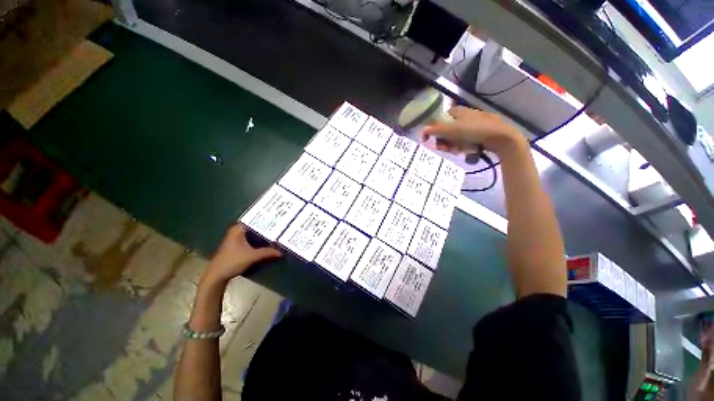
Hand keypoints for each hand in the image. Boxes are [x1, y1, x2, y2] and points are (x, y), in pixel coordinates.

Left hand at [201, 224, 281, 285]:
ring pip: (253, 234)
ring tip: (276, 233)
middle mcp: (236, 231)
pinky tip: (267, 242)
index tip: (277, 218)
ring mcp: (235, 239)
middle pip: (254, 227)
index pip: (254, 219)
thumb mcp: (252, 256)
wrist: (216, 276)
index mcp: (238, 229)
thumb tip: (281, 252)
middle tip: (280, 225)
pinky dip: (258, 241)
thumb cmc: (232, 261)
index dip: (266, 219)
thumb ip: (267, 252)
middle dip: (266, 227)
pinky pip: (250, 239)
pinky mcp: (236, 246)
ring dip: (262, 235)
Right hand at [422, 106, 525, 156]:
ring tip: (456, 151)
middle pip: (445, 130)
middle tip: (444, 149)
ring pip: (453, 137)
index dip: (432, 130)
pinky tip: (463, 151)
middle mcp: (462, 116)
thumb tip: (422, 130)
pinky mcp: (476, 133)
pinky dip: (460, 146)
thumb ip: (436, 130)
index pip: (438, 120)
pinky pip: (462, 141)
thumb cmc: (475, 130)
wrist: (501, 137)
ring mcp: (469, 125)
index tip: (428, 140)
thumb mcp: (453, 129)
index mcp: (456, 111)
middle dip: (443, 141)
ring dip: (451, 145)